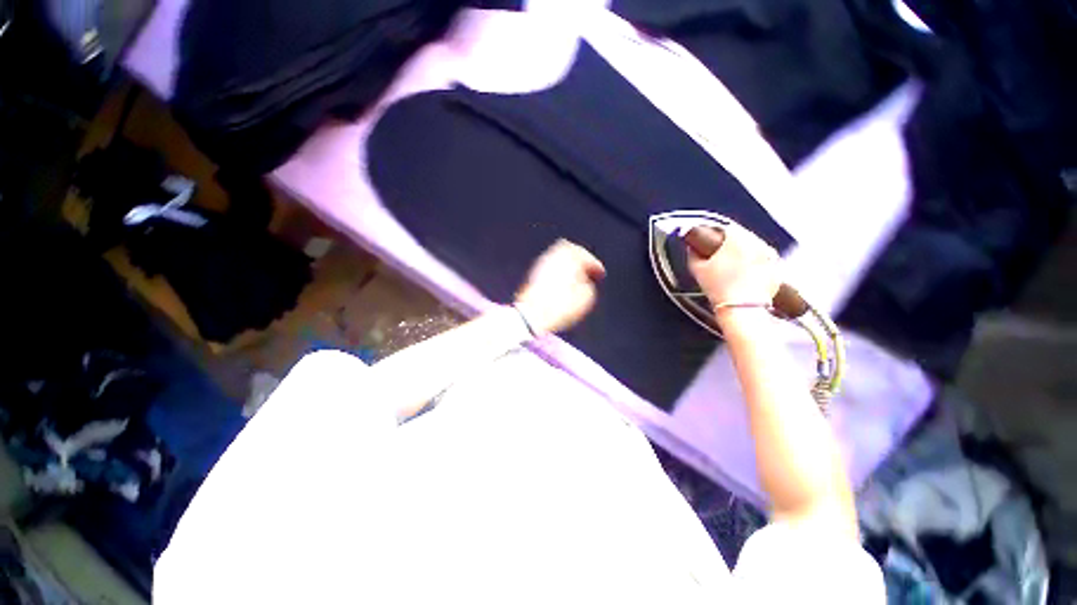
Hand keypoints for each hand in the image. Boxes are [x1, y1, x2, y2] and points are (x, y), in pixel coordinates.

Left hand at [515, 240, 605, 334]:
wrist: (533, 315)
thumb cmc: (560, 305)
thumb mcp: (586, 297)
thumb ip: (589, 284)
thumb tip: (585, 283)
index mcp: (568, 257)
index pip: (585, 256)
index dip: (595, 265)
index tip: (600, 274)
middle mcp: (553, 256)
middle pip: (570, 250)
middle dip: (580, 259)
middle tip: (588, 269)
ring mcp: (541, 264)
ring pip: (558, 258)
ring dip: (568, 265)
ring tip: (576, 279)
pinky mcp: (533, 275)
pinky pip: (549, 268)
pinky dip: (558, 272)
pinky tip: (562, 285)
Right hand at [688, 224, 780, 313]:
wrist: (742, 309)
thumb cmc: (718, 288)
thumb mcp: (698, 270)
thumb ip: (693, 254)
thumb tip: (692, 248)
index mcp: (737, 239)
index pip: (726, 227)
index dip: (715, 233)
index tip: (709, 241)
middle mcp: (757, 242)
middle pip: (742, 235)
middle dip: (731, 242)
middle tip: (720, 254)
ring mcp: (771, 255)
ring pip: (754, 246)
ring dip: (744, 251)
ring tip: (732, 266)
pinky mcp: (778, 267)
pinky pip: (764, 259)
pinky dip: (755, 262)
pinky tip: (745, 274)